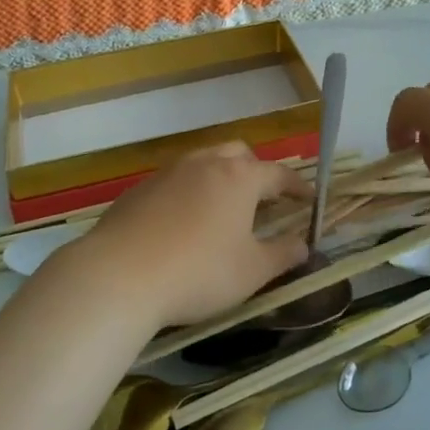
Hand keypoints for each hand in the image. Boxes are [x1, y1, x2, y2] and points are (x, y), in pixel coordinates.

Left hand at [48, 143, 308, 328]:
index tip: (309, 199)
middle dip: (256, 171)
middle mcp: (205, 163)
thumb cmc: (199, 272)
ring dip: (220, 178)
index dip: (297, 187)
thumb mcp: (252, 271)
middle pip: (238, 154)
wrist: (119, 275)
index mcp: (239, 178)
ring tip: (224, 209)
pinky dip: (189, 193)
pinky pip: (174, 181)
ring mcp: (168, 172)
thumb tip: (304, 244)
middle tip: (264, 199)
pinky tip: (182, 224)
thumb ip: (283, 255)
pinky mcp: (139, 189)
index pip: (278, 174)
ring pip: (203, 163)